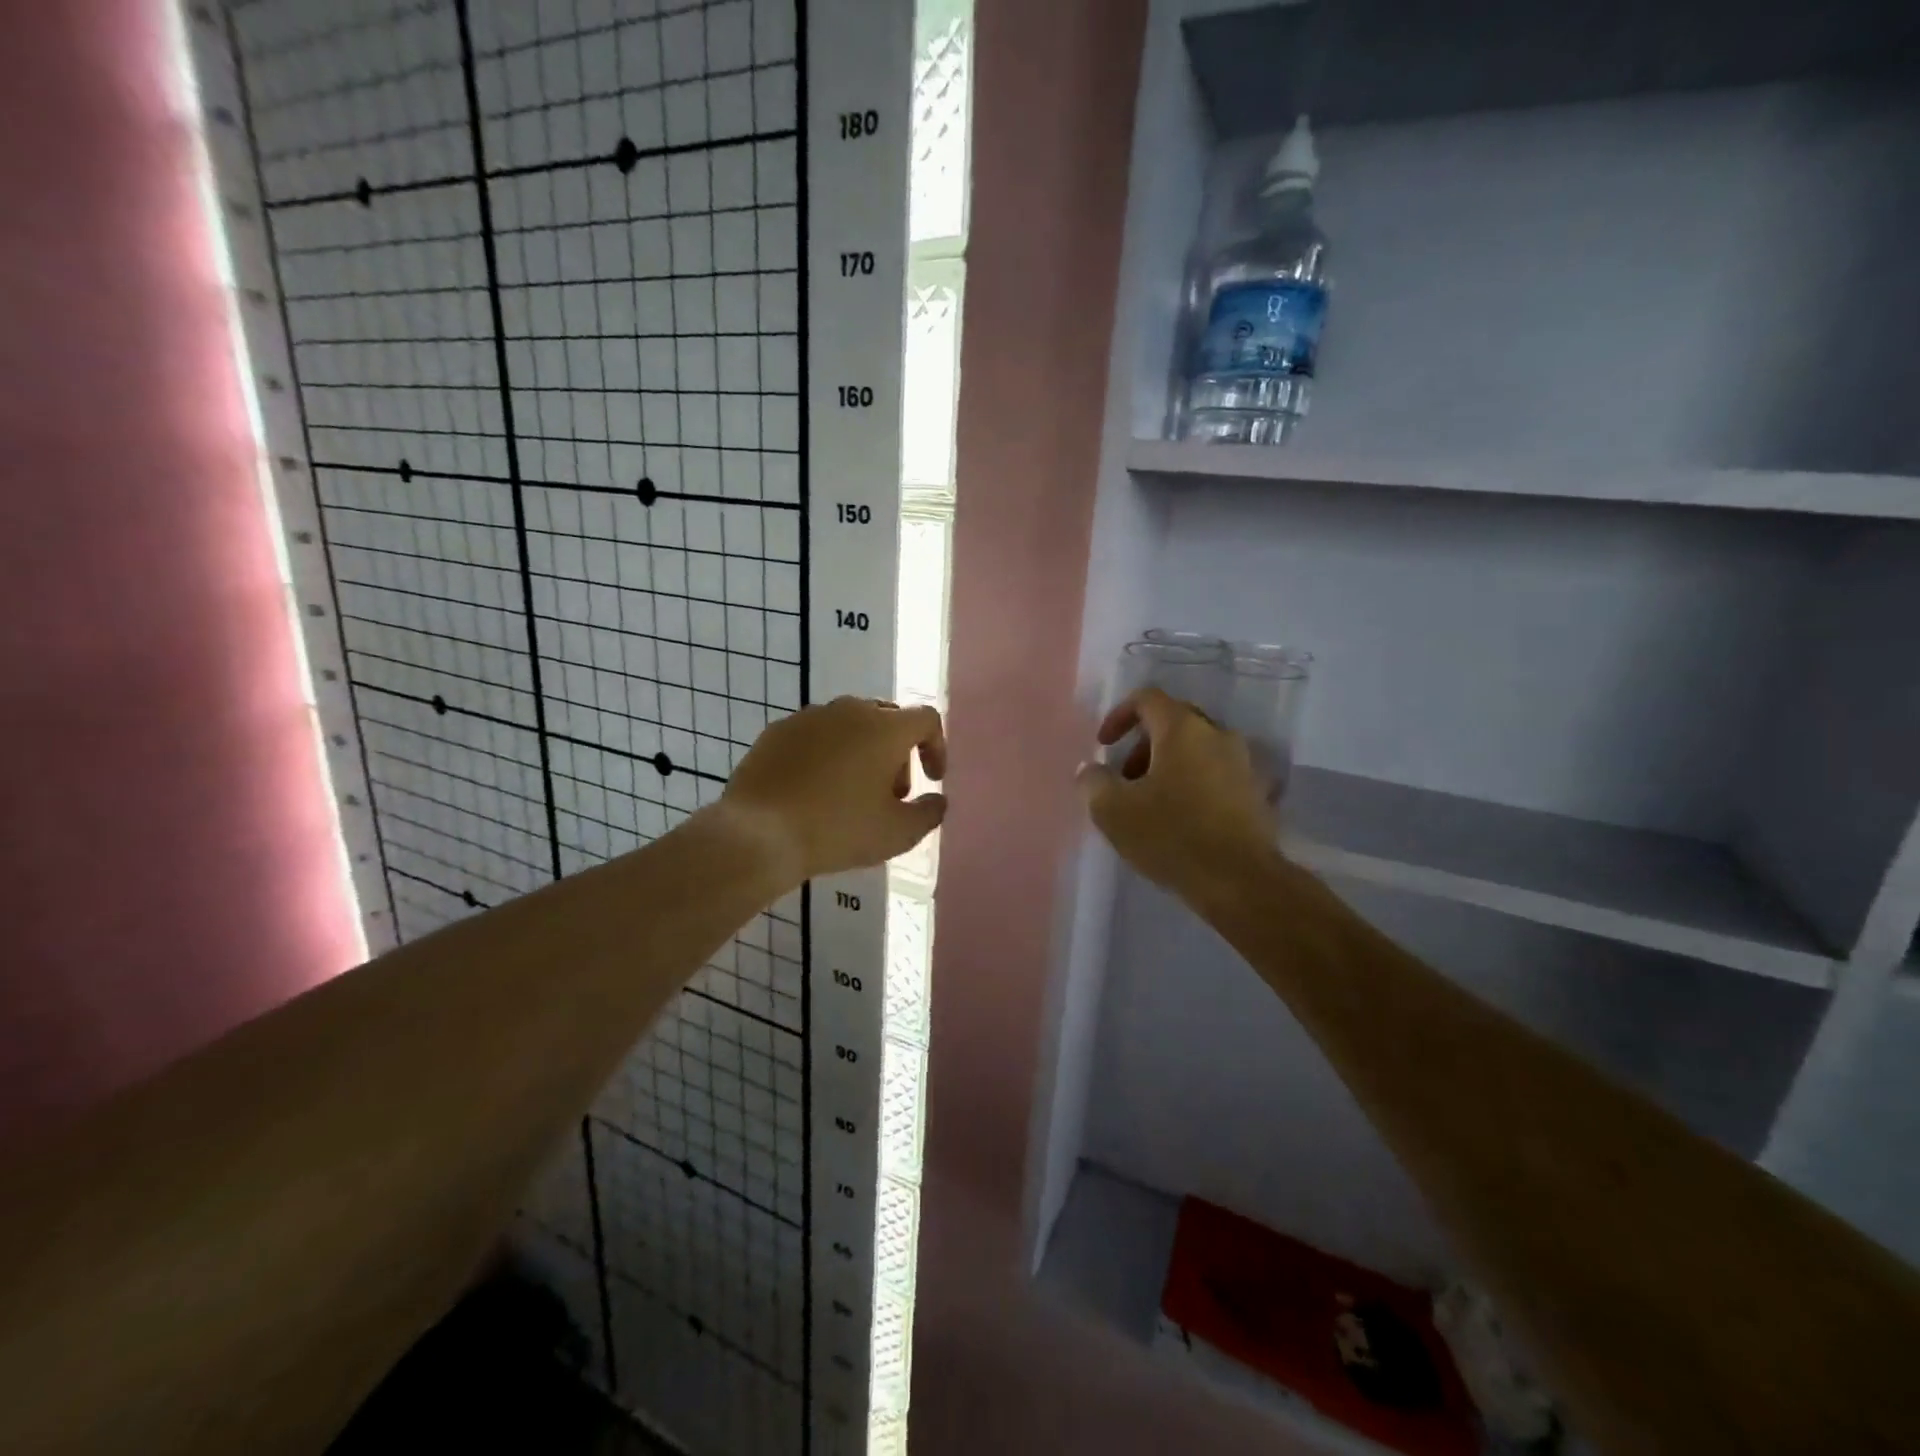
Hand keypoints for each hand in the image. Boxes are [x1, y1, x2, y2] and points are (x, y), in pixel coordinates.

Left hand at [723, 696, 947, 884]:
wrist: (759, 834)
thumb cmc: (838, 830)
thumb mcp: (898, 833)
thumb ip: (929, 812)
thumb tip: (936, 799)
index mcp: (885, 728)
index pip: (926, 720)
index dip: (936, 747)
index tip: (931, 780)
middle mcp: (849, 710)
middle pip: (887, 720)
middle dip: (898, 753)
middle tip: (891, 793)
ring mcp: (809, 717)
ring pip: (849, 725)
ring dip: (861, 752)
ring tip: (851, 793)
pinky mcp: (777, 731)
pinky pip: (814, 736)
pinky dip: (825, 755)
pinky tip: (814, 790)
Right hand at [1076, 687, 1277, 902]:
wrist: (1241, 882)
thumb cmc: (1172, 836)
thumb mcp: (1112, 810)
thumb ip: (1093, 781)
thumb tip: (1090, 769)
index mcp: (1183, 729)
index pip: (1147, 699)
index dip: (1119, 716)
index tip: (1104, 746)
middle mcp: (1219, 735)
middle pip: (1174, 722)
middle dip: (1143, 744)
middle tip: (1125, 777)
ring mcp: (1244, 763)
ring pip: (1198, 749)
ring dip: (1170, 765)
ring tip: (1151, 802)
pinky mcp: (1258, 793)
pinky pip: (1218, 774)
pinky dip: (1195, 783)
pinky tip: (1183, 817)